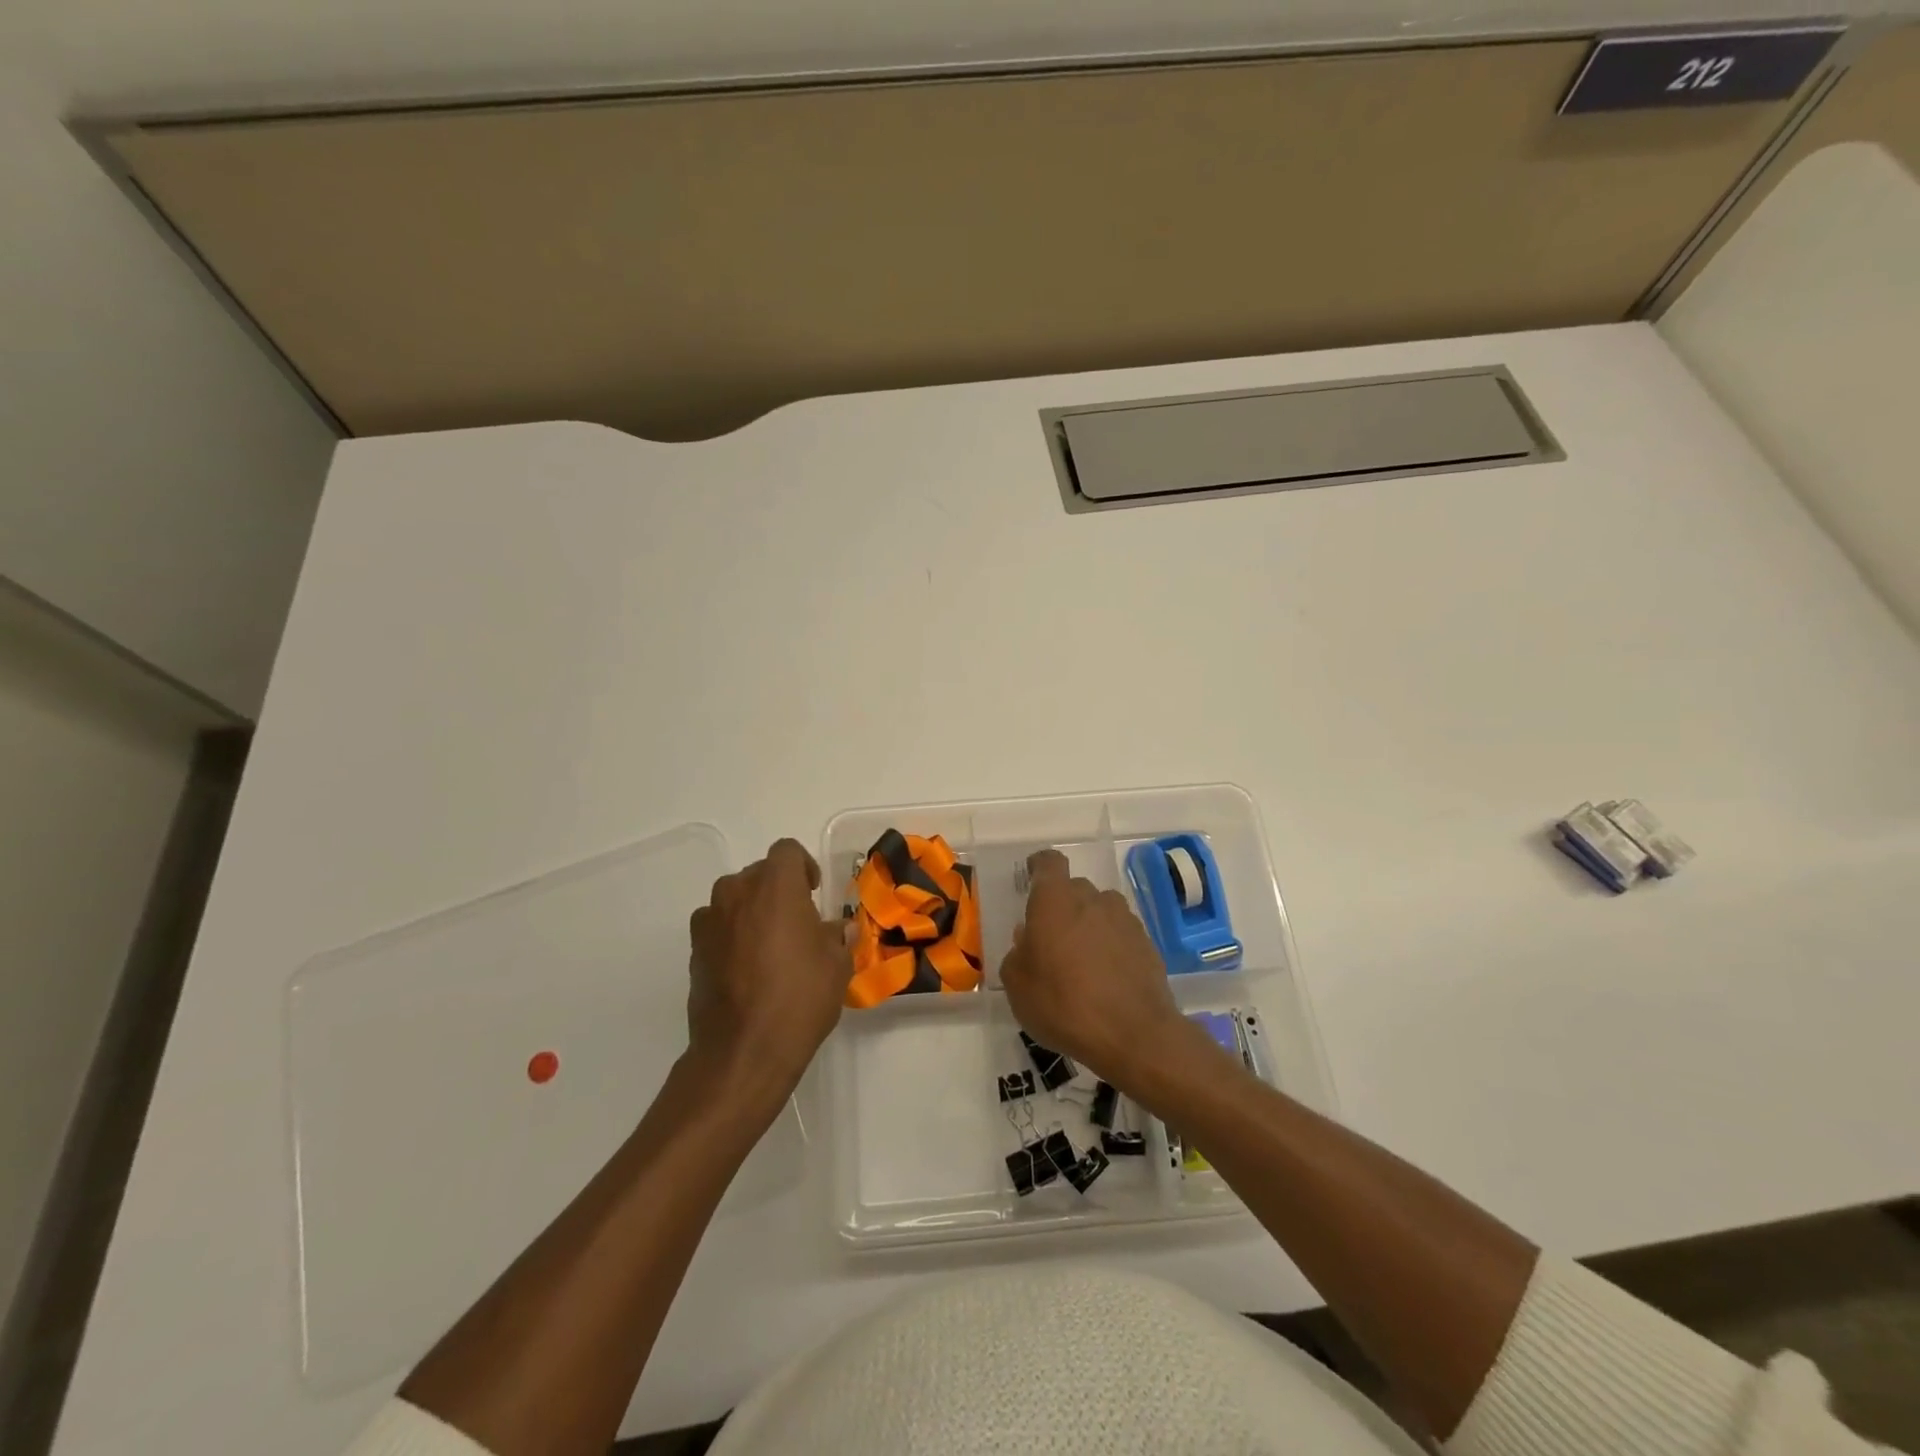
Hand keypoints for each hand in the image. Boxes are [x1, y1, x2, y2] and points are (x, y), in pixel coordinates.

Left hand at [687, 839, 852, 1102]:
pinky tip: (747, 969)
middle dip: (778, 890)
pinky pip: (717, 928)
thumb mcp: (836, 965)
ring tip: (770, 946)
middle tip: (797, 922)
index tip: (813, 892)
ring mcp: (709, 921)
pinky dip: (732, 936)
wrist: (743, 1050)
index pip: (787, 851)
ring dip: (752, 912)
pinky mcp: (693, 951)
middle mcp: (737, 892)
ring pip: (734, 900)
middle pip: (758, 874)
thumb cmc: (800, 997)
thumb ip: (838, 937)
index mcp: (775, 885)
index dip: (803, 866)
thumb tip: (840, 929)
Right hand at [999, 849, 1185, 1087]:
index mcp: (1055, 901)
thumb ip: (1017, 955)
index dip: (1039, 866)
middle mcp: (1092, 899)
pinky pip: (1121, 935)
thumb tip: (1027, 940)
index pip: (1049, 862)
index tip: (1031, 877)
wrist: (1133, 1034)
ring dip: (1089, 925)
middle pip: (1075, 889)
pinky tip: (1105, 978)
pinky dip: (1111, 947)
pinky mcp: (1147, 944)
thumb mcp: (1018, 987)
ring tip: (1081, 960)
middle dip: (1062, 906)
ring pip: (1101, 910)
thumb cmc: (1063, 1004)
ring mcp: (1124, 920)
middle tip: (1051, 938)